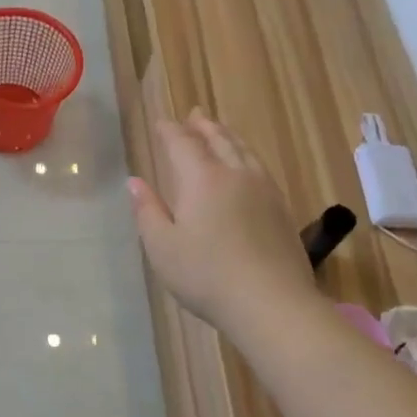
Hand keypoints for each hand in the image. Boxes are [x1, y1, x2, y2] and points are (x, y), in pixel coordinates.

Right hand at [128, 109, 316, 340]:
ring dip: (228, 136)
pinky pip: (260, 167)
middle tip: (195, 114)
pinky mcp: (282, 208)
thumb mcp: (162, 247)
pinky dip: (247, 155)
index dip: (170, 131)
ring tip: (221, 131)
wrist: (272, 303)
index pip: (183, 144)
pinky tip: (247, 166)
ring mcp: (264, 190)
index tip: (161, 122)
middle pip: (219, 140)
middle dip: (203, 126)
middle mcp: (235, 174)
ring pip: (244, 151)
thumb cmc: (207, 275)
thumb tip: (134, 182)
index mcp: (202, 179)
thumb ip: (148, 211)